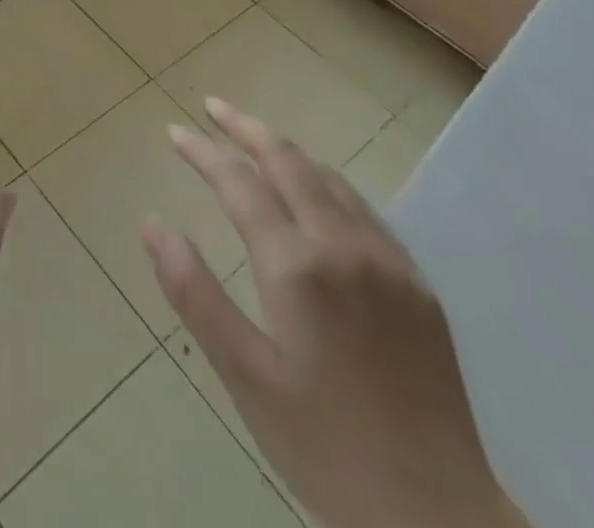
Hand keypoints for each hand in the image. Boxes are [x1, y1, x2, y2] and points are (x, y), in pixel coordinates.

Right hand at [145, 98, 526, 527]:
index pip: (238, 182)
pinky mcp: (417, 283)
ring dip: (286, 151)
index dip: (202, 152)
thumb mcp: (245, 377)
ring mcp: (387, 260)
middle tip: (212, 106)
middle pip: (288, 160)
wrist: (440, 518)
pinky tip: (316, 195)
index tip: (173, 131)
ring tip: (255, 142)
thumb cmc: (325, 448)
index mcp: (297, 265)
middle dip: (245, 127)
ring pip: (329, 178)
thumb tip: (153, 225)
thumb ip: (195, 294)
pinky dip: (325, 182)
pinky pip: (363, 208)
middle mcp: (343, 245)